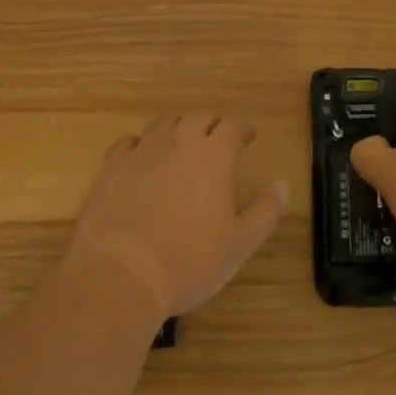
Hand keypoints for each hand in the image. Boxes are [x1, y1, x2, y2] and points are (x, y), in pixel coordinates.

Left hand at [64, 114, 287, 325]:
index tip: (246, 139)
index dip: (242, 130)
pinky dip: (140, 145)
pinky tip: (141, 159)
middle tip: (217, 145)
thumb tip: (283, 184)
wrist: (120, 276)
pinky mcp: (112, 166)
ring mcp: (143, 151)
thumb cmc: (188, 261)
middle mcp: (180, 141)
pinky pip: (129, 142)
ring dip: (178, 130)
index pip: (233, 126)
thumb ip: (266, 211)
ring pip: (165, 124)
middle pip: (200, 118)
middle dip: (212, 127)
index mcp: (214, 154)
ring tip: (181, 148)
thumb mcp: (239, 244)